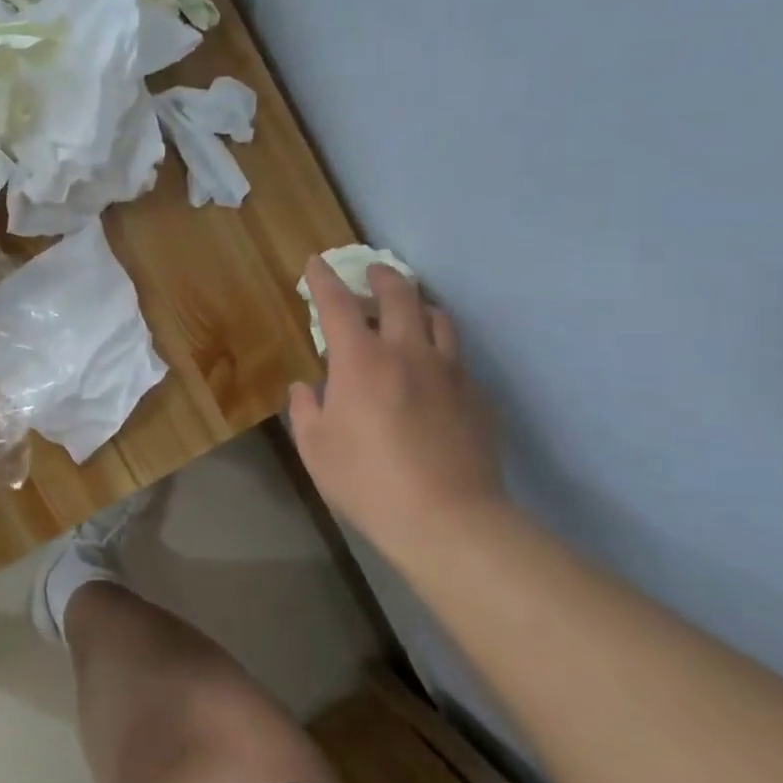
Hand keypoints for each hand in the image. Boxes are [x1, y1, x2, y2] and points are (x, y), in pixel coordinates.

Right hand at [288, 259, 504, 550]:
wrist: (447, 519)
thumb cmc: (366, 480)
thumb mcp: (315, 447)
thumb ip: (305, 410)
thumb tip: (306, 389)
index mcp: (361, 361)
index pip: (338, 305)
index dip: (324, 280)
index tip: (317, 264)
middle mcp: (407, 353)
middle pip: (400, 296)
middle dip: (382, 277)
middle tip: (373, 272)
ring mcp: (449, 373)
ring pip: (439, 319)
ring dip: (419, 306)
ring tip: (410, 312)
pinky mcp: (477, 397)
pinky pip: (458, 358)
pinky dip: (440, 350)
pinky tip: (433, 371)